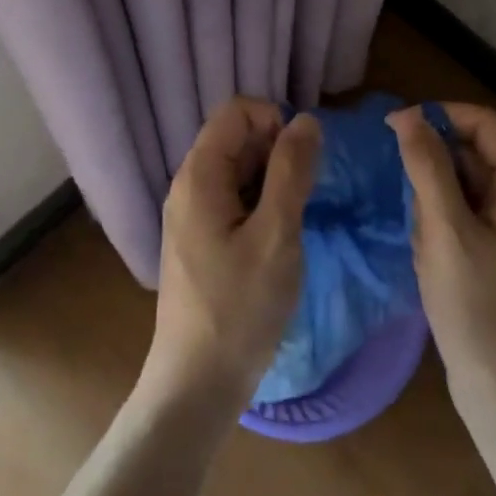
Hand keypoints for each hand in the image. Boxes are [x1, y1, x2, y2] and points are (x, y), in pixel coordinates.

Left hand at [143, 99, 319, 413]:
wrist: (196, 386)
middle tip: (302, 198)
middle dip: (277, 152)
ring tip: (292, 223)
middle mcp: (189, 185)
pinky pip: (234, 199)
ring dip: (272, 181)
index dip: (274, 121)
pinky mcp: (200, 239)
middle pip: (237, 138)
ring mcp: (192, 214)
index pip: (237, 110)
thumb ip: (292, 171)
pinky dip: (260, 204)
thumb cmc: (239, 308)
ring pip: (239, 170)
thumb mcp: (277, 234)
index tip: (301, 161)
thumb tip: (305, 119)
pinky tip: (277, 240)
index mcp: (200, 175)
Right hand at [388, 102, 495, 442]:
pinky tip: (429, 249)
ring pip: (471, 180)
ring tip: (419, 233)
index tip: (392, 129)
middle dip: (434, 163)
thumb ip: (427, 166)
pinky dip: (446, 218)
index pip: (483, 122)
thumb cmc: (478, 311)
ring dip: (437, 195)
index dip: (437, 116)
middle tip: (400, 190)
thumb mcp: (445, 232)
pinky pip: (474, 209)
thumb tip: (407, 115)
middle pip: (477, 149)